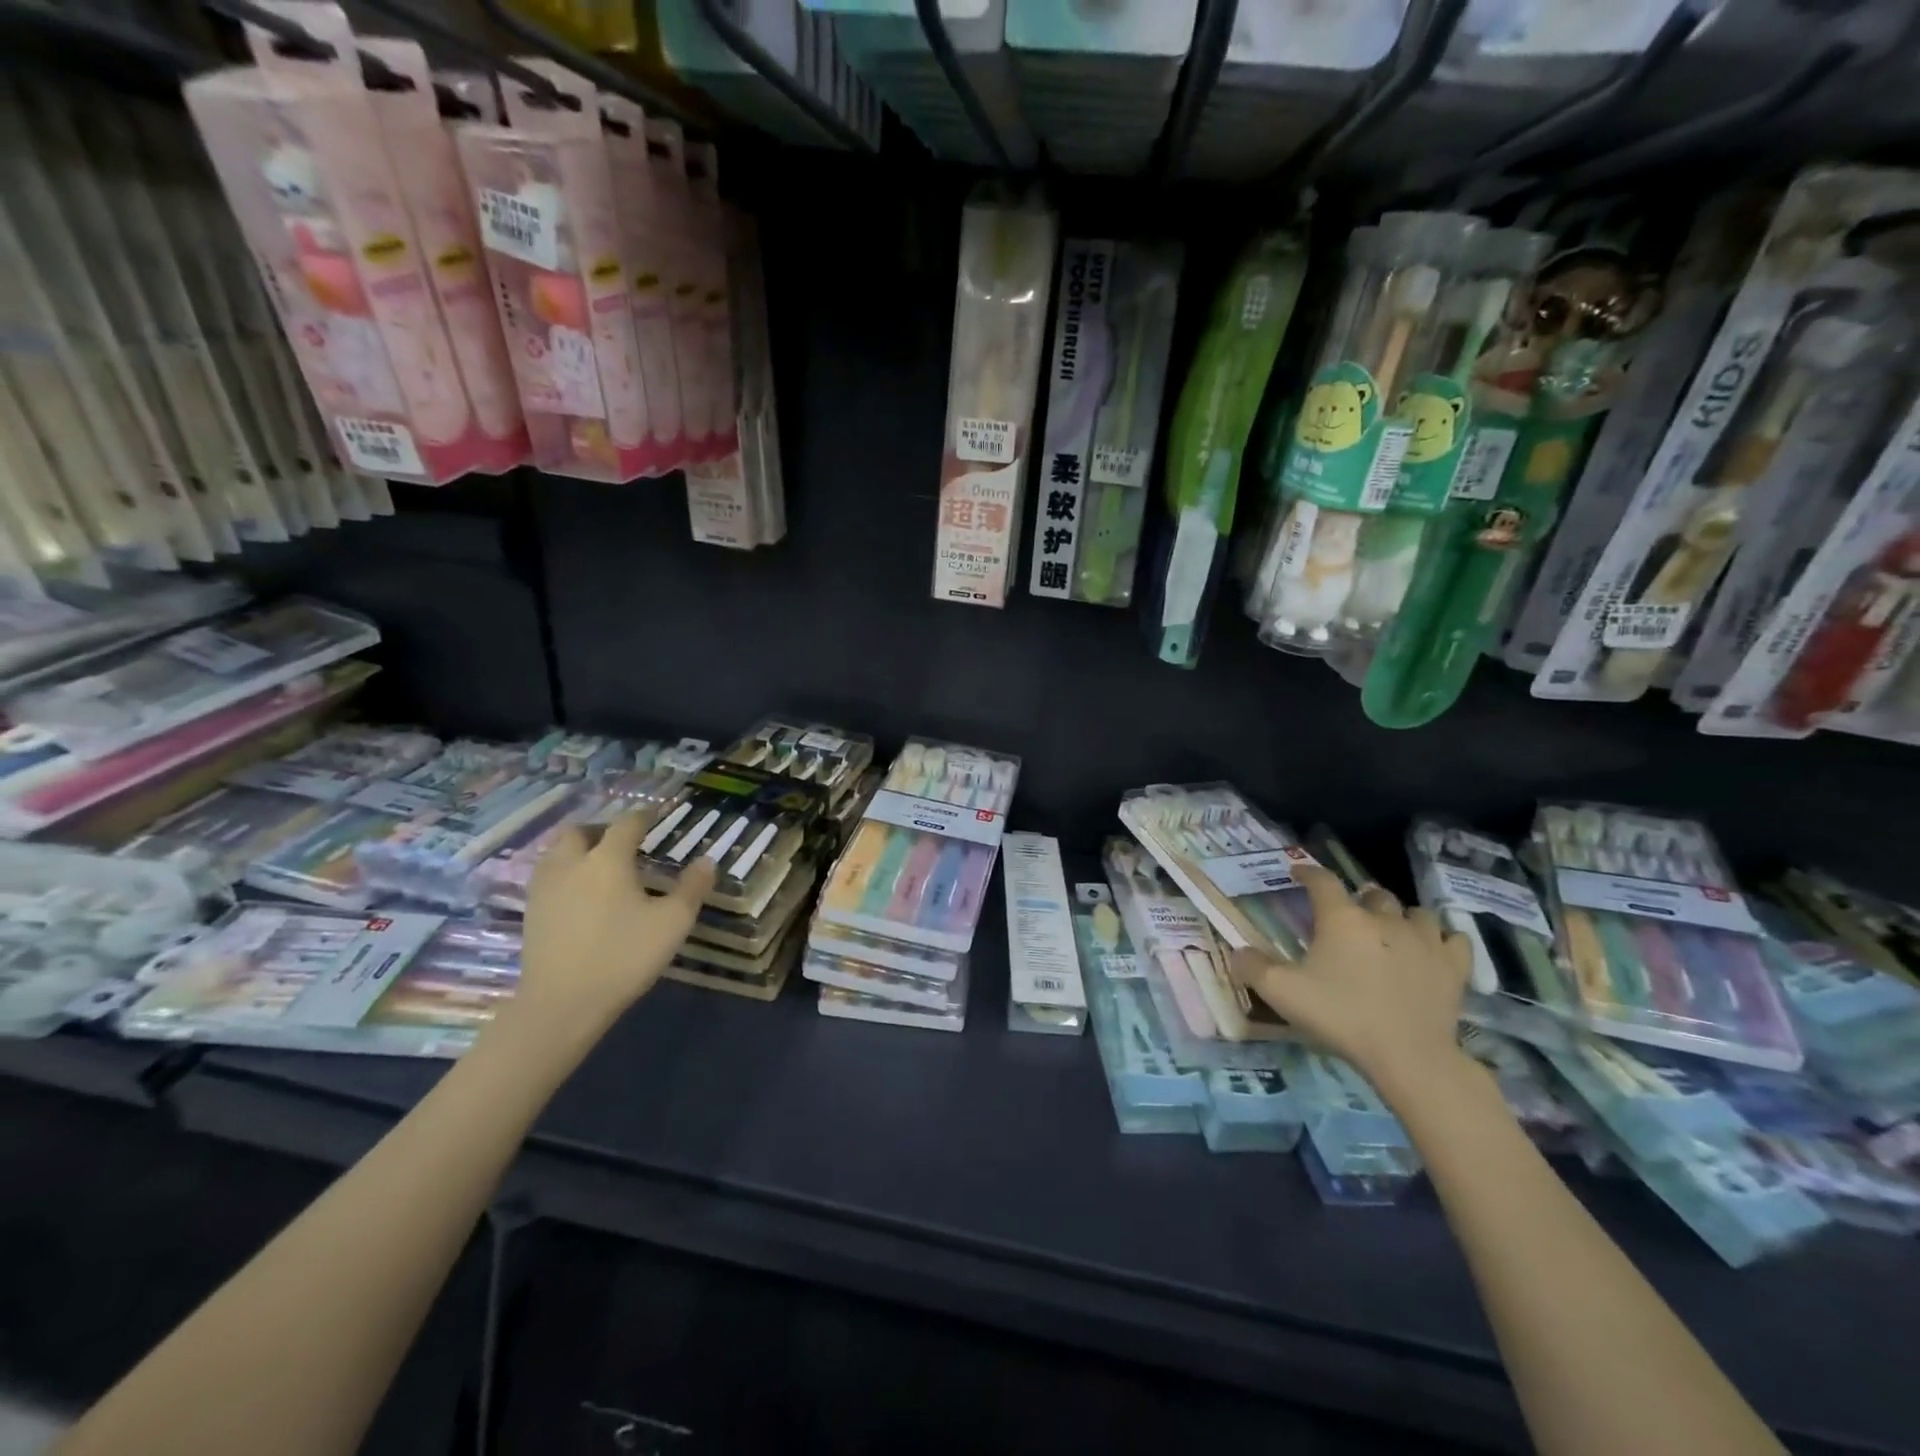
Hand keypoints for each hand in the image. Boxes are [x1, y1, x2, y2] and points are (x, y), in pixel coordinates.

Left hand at [508, 809, 715, 1042]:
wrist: (562, 1004)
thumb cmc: (623, 956)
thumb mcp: (673, 923)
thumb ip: (692, 888)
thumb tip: (707, 861)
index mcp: (608, 860)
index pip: (626, 824)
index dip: (643, 816)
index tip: (655, 816)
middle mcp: (571, 864)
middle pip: (580, 832)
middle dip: (602, 829)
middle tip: (622, 840)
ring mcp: (545, 889)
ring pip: (557, 852)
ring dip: (578, 849)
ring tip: (599, 864)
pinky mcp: (531, 914)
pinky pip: (548, 877)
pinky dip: (565, 872)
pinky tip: (579, 893)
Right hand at [1230, 865, 1472, 1102]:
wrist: (1409, 1057)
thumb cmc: (1342, 1017)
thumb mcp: (1283, 994)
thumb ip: (1253, 968)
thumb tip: (1237, 951)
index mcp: (1341, 919)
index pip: (1322, 880)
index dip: (1308, 872)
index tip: (1298, 873)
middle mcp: (1383, 918)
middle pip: (1372, 893)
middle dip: (1358, 899)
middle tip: (1347, 916)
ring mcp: (1424, 940)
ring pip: (1415, 911)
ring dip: (1400, 916)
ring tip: (1391, 931)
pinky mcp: (1454, 966)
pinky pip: (1454, 939)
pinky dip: (1442, 939)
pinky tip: (1433, 949)